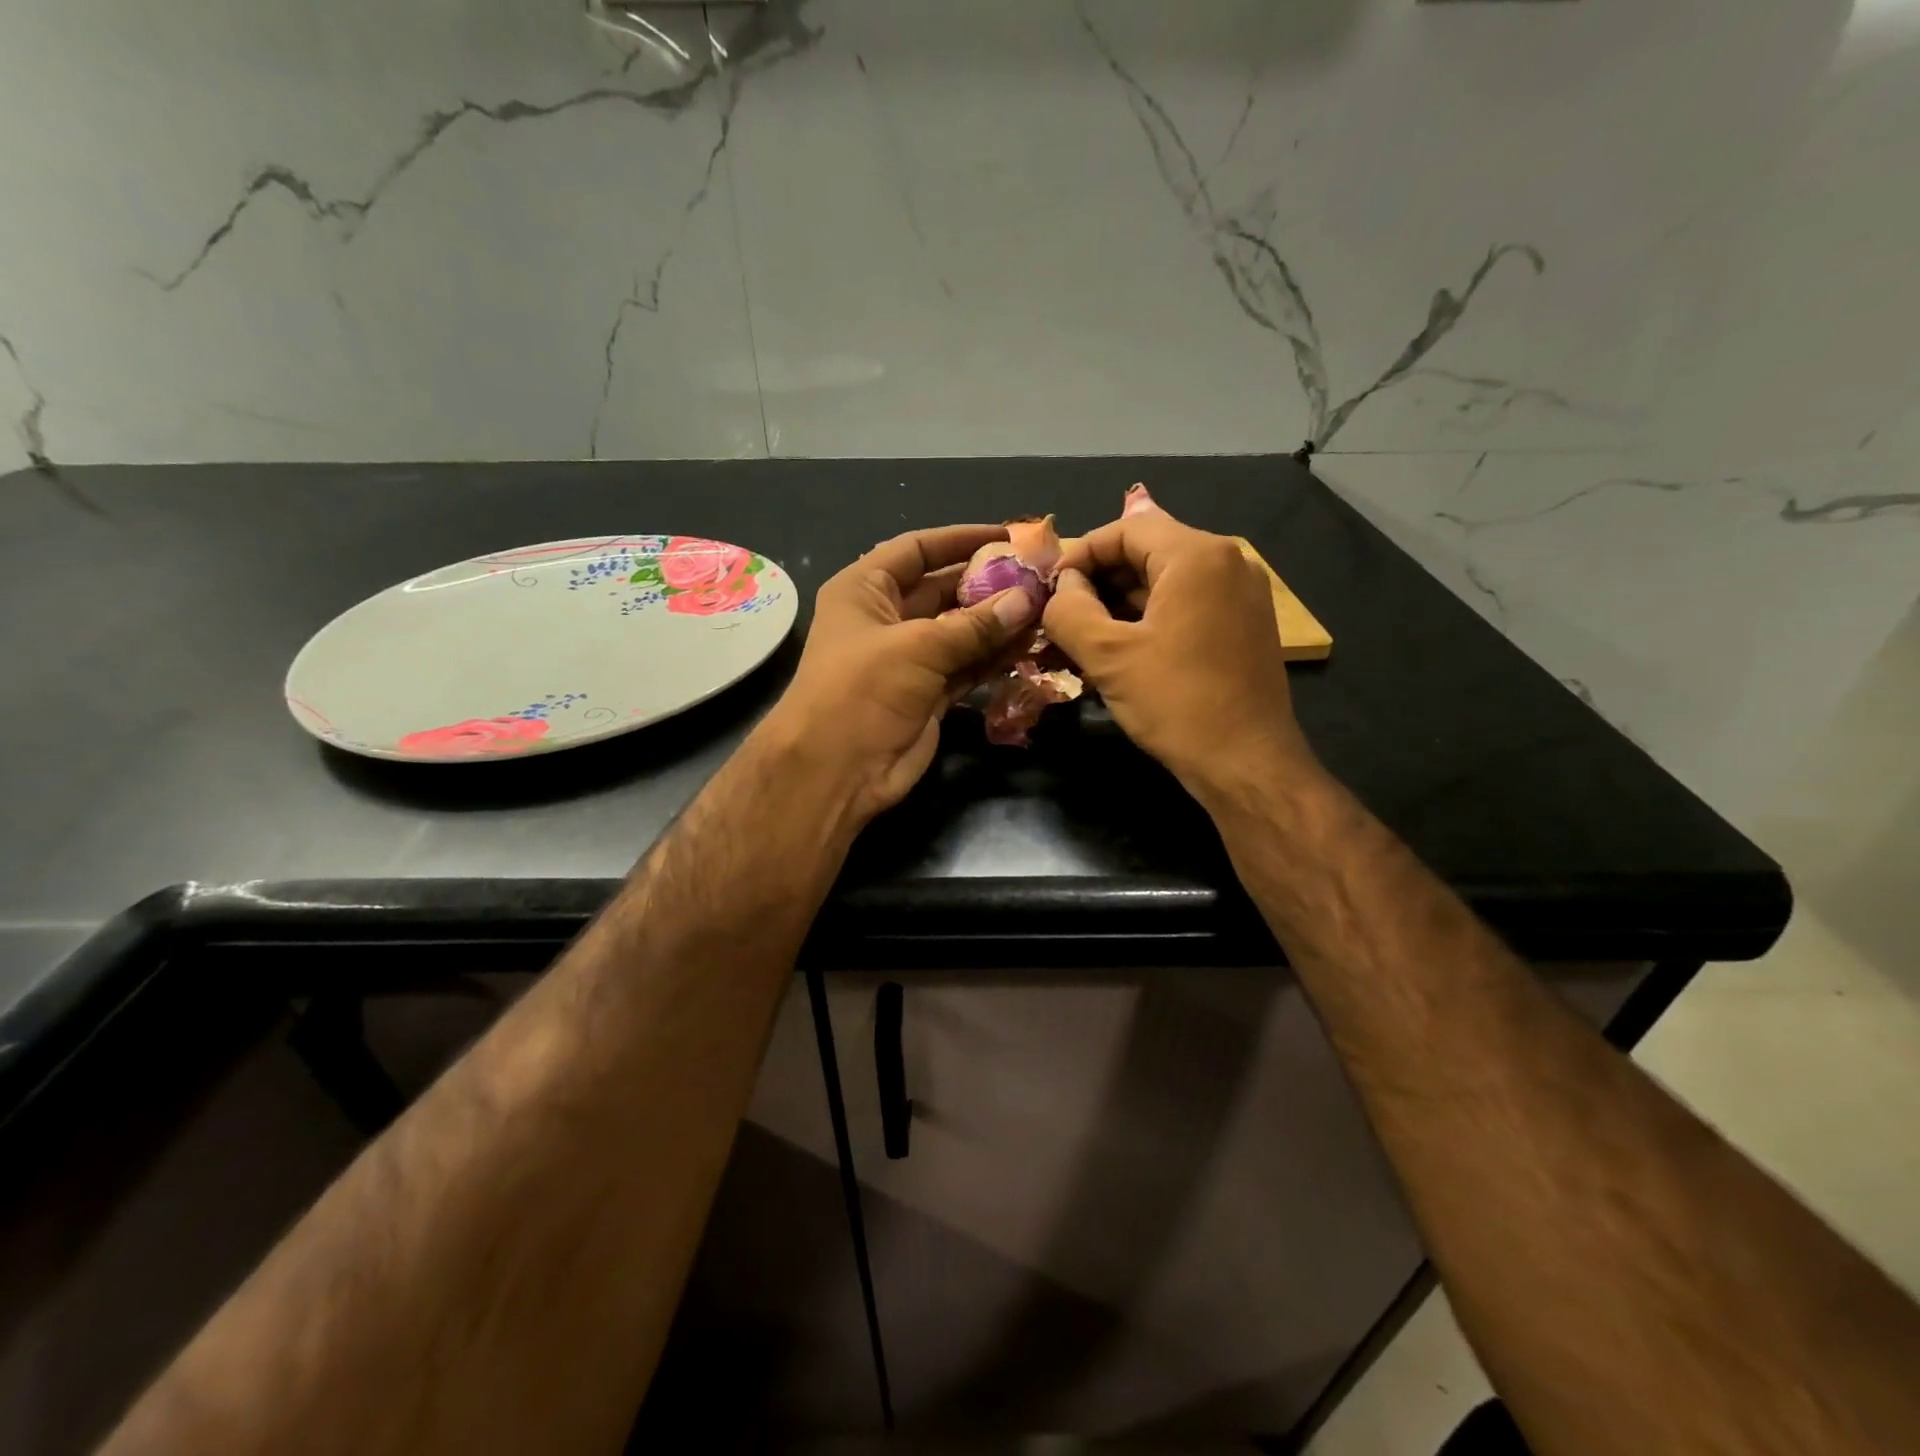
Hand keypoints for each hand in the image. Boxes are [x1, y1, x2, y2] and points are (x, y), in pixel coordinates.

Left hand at [765, 524, 1039, 820]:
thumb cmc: (862, 690)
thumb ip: (975, 624)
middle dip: (988, 583)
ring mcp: (908, 659)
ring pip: (960, 630)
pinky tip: (1030, 645)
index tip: (1009, 536)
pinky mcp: (928, 693)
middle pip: (943, 589)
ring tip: (1046, 608)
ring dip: (998, 622)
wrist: (837, 770)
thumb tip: (1028, 598)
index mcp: (865, 590)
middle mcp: (886, 618)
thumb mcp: (917, 647)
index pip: (917, 549)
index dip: (961, 539)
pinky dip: (994, 657)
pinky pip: (967, 665)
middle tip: (1040, 576)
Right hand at [1045, 497, 1316, 803]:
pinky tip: (1122, 650)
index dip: (1081, 554)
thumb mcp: (1107, 655)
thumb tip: (1062, 588)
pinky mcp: (1246, 625)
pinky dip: (1151, 618)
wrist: (1246, 764)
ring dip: (1122, 602)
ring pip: (1167, 581)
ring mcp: (1243, 594)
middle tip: (1064, 615)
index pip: (1127, 529)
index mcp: (1198, 556)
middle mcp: (1229, 562)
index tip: (1051, 589)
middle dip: (1100, 580)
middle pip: (1149, 551)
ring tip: (1084, 636)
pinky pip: (1188, 604)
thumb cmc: (1175, 703)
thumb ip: (1069, 610)